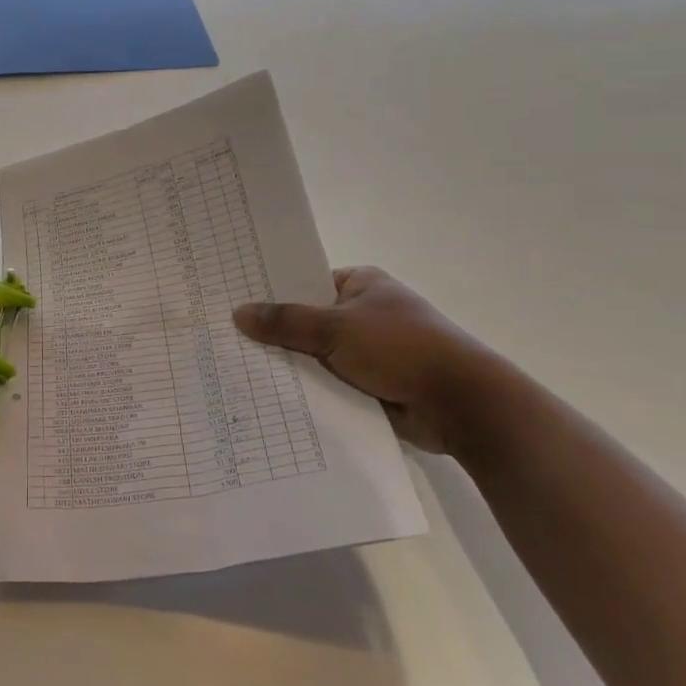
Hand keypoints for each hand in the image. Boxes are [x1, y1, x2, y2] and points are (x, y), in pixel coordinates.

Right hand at [233, 266, 499, 454]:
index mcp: (361, 284)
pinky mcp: (372, 385)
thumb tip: (238, 313)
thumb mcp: (335, 329)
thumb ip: (285, 322)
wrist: (461, 404)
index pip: (305, 281)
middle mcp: (364, 313)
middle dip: (275, 333)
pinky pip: (329, 383)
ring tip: (236, 369)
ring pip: (316, 355)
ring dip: (291, 365)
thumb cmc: (401, 348)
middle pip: (308, 320)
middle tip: (224, 338)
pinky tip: (269, 397)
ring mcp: (369, 351)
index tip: (232, 301)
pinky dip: (309, 390)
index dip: (271, 291)